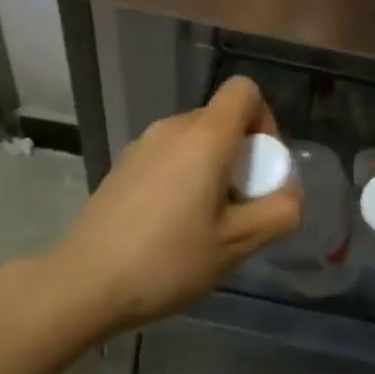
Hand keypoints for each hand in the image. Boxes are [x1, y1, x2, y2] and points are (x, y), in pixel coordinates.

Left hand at [49, 76, 301, 331]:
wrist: (84, 283)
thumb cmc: (168, 260)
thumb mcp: (238, 244)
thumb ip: (279, 212)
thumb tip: (289, 193)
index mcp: (204, 137)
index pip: (244, 90)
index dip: (265, 119)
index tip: (261, 167)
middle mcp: (172, 128)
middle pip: (221, 119)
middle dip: (242, 155)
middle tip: (240, 207)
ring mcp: (142, 146)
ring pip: (194, 141)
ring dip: (213, 169)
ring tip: (207, 223)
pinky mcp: (123, 167)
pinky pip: (169, 157)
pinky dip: (184, 178)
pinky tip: (173, 227)